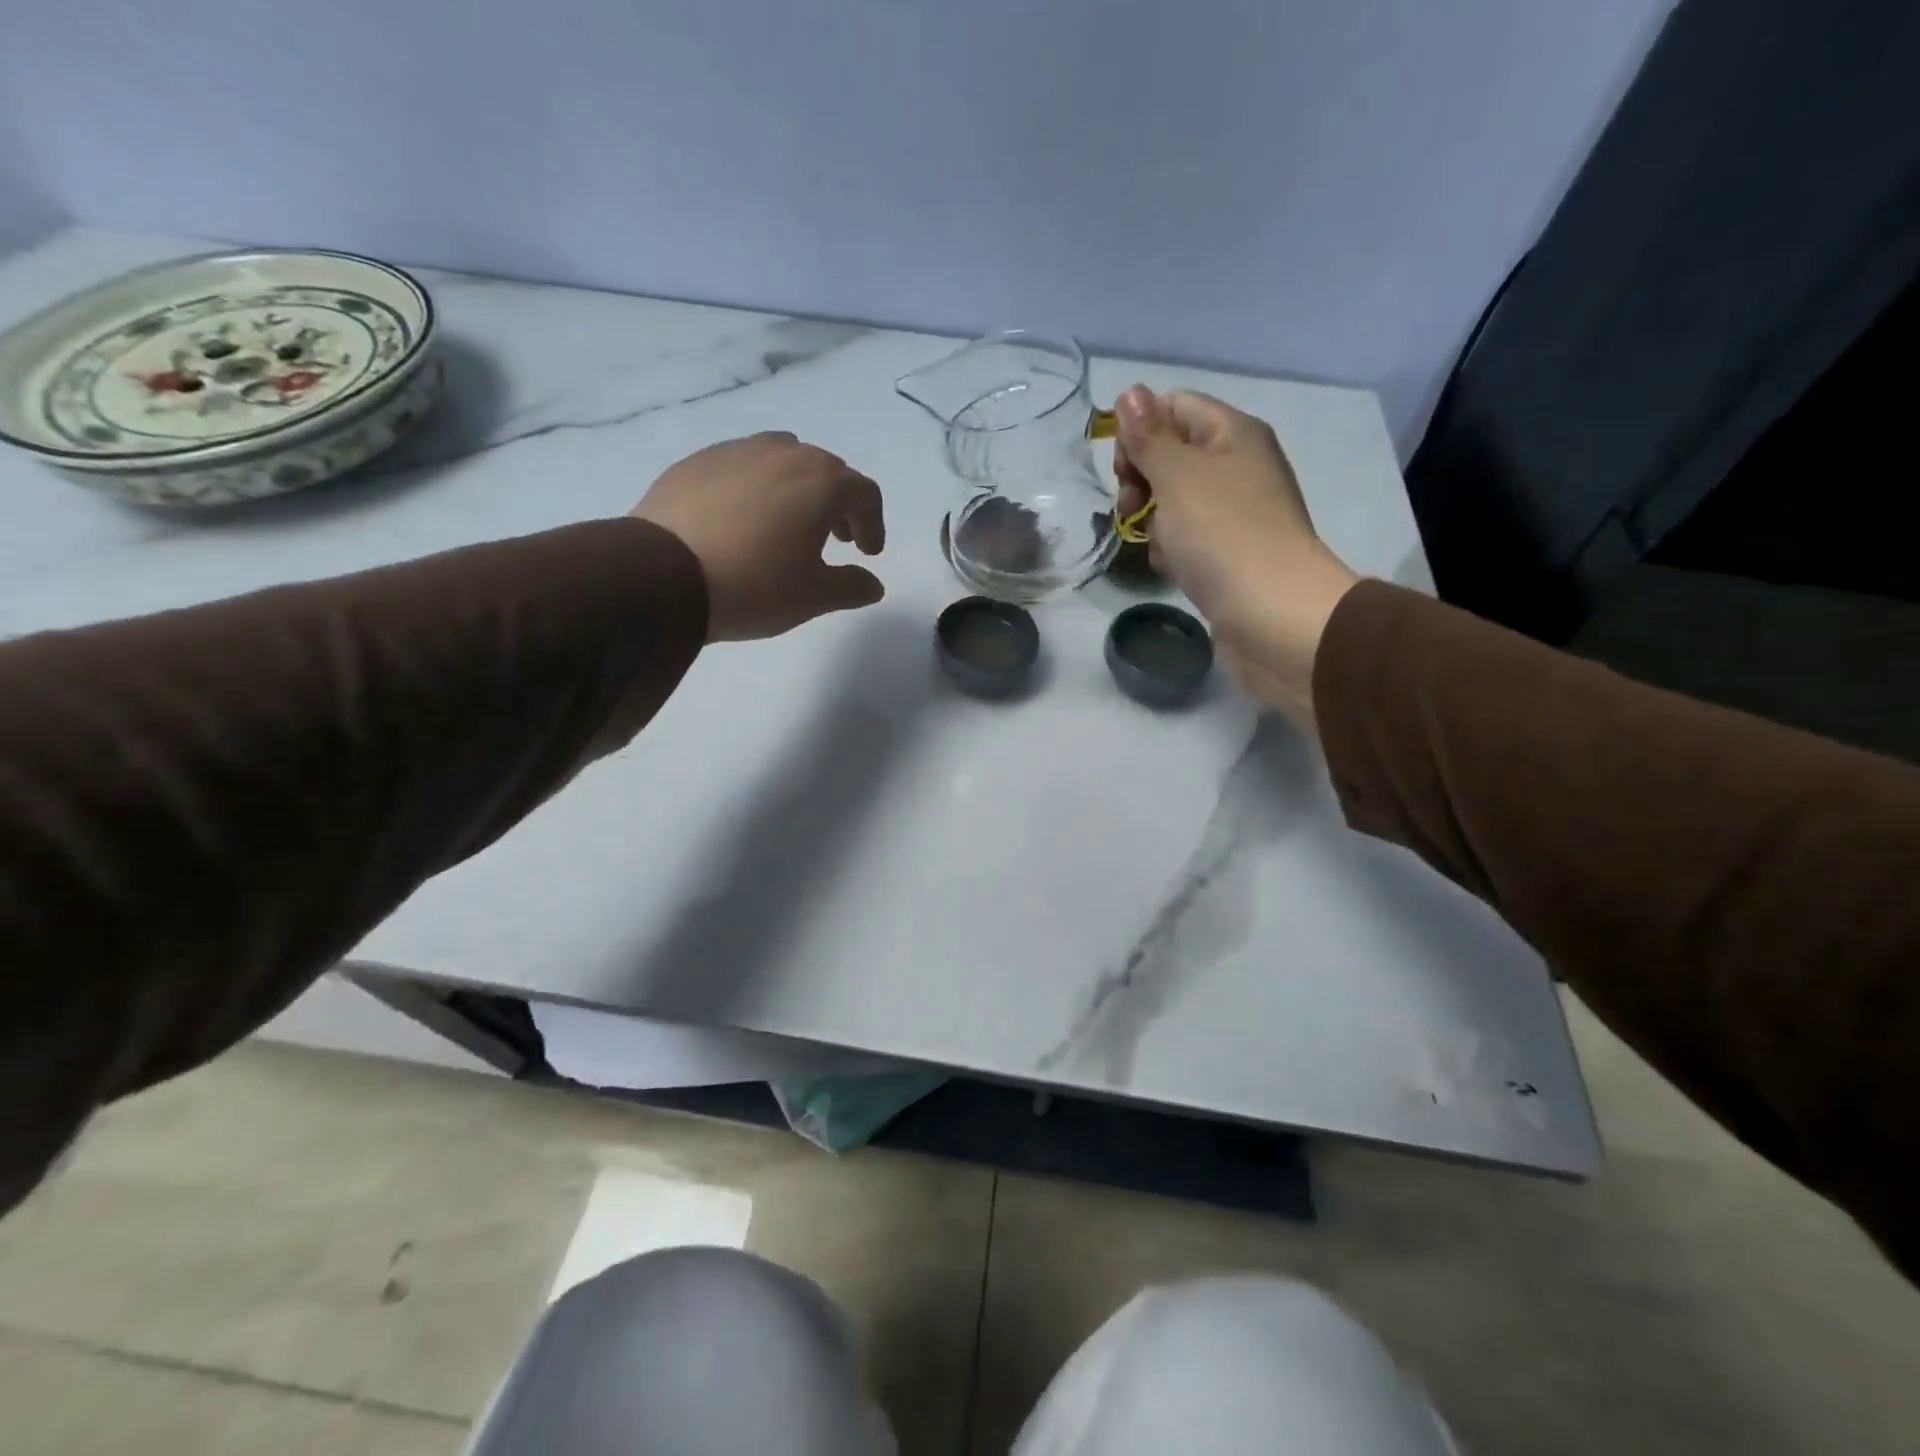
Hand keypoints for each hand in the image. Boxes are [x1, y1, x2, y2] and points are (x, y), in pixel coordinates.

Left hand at [632, 432, 886, 641]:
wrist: (663, 576)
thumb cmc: (755, 586)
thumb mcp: (813, 596)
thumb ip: (851, 586)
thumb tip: (873, 584)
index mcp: (822, 481)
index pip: (864, 494)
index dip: (873, 524)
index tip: (867, 553)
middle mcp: (784, 453)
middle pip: (826, 471)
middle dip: (837, 504)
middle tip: (834, 538)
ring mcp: (736, 451)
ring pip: (782, 461)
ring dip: (796, 489)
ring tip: (787, 524)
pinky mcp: (697, 462)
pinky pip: (741, 467)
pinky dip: (755, 488)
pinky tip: (741, 521)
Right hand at [1112, 386, 1359, 723]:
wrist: (1271, 614)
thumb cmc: (1222, 534)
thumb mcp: (1177, 474)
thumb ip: (1148, 435)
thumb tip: (1130, 392)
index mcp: (1232, 433)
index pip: (1173, 407)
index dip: (1140, 431)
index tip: (1123, 469)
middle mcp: (1237, 466)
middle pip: (1171, 455)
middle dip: (1142, 481)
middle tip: (1131, 509)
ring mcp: (1235, 513)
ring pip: (1174, 503)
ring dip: (1154, 522)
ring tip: (1158, 546)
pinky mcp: (1229, 554)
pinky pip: (1187, 539)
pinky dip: (1172, 551)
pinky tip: (1172, 568)